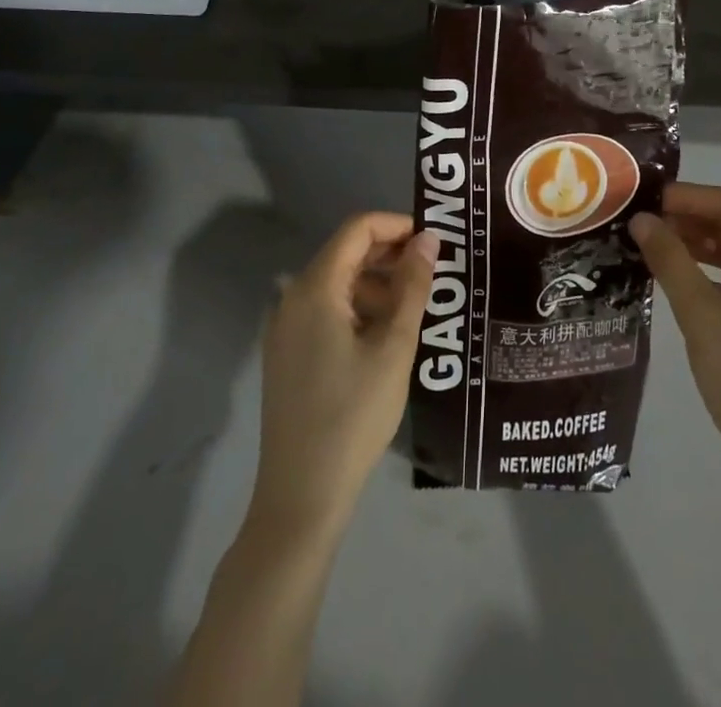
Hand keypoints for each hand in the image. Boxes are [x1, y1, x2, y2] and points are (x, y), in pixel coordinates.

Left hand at [250, 212, 437, 536]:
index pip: (357, 229)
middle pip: (346, 253)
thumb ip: (413, 286)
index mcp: (314, 288)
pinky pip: (327, 311)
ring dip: (378, 284)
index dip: (397, 225)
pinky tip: (388, 335)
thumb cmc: (353, 415)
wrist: (301, 496)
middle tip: (434, 271)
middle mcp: (293, 298)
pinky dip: (360, 309)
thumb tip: (428, 239)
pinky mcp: (288, 354)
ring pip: (338, 284)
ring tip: (418, 307)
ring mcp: (286, 328)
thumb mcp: (394, 347)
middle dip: (391, 255)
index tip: (434, 242)